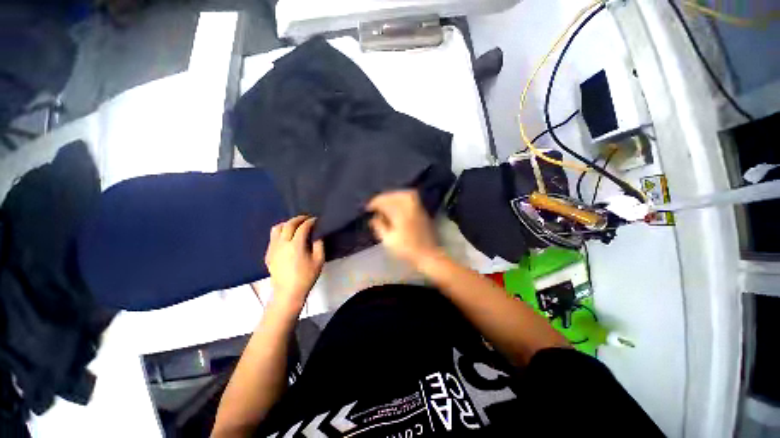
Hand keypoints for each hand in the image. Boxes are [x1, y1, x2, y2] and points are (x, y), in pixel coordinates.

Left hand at [265, 216, 324, 311]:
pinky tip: (286, 238)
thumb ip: (319, 245)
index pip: (303, 227)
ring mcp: (273, 248)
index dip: (310, 221)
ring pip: (276, 228)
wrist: (288, 293)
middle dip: (298, 219)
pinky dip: (280, 233)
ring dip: (287, 224)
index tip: (316, 220)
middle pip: (288, 224)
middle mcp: (282, 243)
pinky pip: (272, 238)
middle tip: (307, 218)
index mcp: (296, 245)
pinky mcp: (268, 254)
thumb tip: (318, 235)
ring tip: (295, 226)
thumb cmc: (306, 277)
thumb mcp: (319, 261)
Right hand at [366, 190, 440, 266]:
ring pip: (405, 195)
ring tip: (385, 203)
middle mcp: (410, 207)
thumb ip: (379, 226)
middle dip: (384, 197)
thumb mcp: (389, 240)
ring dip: (393, 196)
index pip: (386, 201)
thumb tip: (374, 218)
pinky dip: (402, 199)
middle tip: (376, 204)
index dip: (375, 203)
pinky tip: (397, 206)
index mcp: (401, 213)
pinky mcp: (423, 212)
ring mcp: (418, 208)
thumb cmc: (407, 249)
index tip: (368, 208)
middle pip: (396, 195)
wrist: (428, 255)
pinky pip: (412, 199)